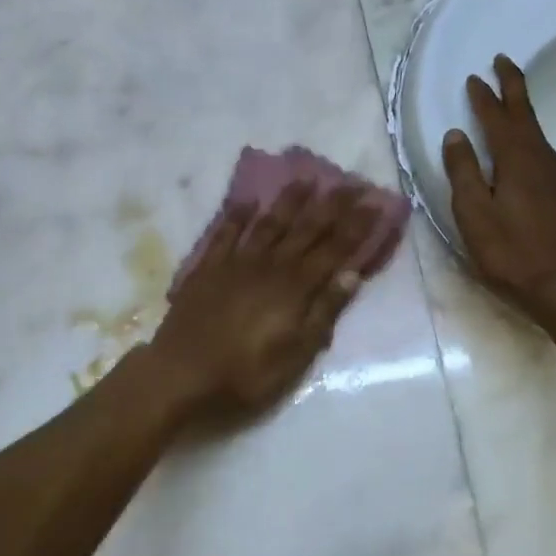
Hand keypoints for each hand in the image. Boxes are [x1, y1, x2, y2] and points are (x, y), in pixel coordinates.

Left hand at [141, 182, 381, 425]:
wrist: (181, 376)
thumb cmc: (246, 375)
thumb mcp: (296, 356)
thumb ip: (324, 313)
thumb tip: (351, 274)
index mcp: (295, 289)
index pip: (334, 250)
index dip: (357, 226)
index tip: (375, 202)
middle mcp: (269, 266)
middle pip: (306, 229)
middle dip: (332, 205)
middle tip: (352, 182)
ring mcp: (236, 263)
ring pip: (269, 224)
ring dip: (289, 201)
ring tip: (306, 179)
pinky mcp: (207, 269)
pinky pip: (225, 234)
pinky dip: (236, 216)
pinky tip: (247, 201)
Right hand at [443, 54, 555, 320]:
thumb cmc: (511, 253)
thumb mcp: (474, 214)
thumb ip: (463, 171)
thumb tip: (456, 134)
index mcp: (518, 160)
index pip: (498, 117)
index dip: (484, 97)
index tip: (473, 78)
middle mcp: (542, 160)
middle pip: (526, 115)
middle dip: (513, 87)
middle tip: (502, 61)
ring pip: (537, 134)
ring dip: (522, 112)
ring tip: (509, 102)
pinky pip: (544, 154)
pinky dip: (530, 139)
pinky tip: (525, 152)